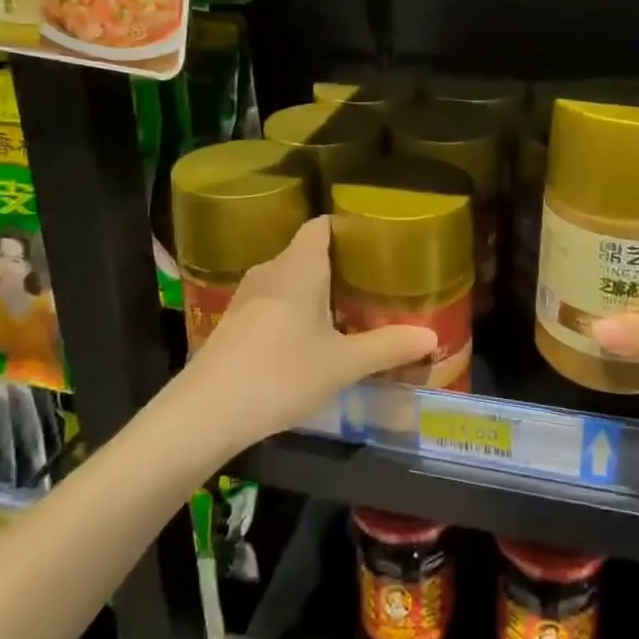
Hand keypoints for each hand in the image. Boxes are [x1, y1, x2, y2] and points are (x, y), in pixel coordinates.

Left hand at [186, 217, 436, 447]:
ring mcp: (247, 296)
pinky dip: (295, 310)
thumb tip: (433, 338)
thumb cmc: (281, 373)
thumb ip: (388, 347)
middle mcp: (271, 269)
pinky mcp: (234, 322)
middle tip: (375, 283)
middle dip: (340, 265)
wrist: (206, 412)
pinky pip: (274, 302)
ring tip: (349, 310)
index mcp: (299, 265)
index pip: (323, 225)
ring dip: (317, 291)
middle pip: (308, 252)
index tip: (377, 243)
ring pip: (290, 280)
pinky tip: (310, 339)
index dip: (349, 228)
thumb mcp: (343, 364)